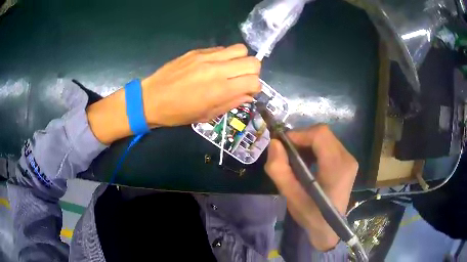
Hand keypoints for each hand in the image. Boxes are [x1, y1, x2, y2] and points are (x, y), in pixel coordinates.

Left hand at [142, 44, 260, 125]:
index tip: (247, 92)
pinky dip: (225, 57)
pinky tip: (214, 66)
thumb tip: (248, 95)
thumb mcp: (207, 115)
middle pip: (253, 61)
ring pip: (240, 49)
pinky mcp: (197, 51)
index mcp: (220, 89)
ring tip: (230, 70)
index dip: (255, 88)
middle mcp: (217, 69)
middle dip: (253, 72)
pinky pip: (221, 49)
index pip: (254, 81)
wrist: (151, 99)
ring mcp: (207, 57)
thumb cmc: (178, 113)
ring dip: (241, 60)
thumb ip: (231, 103)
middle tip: (241, 80)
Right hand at [265, 125, 357, 250]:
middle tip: (286, 154)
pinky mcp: (347, 162)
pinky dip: (314, 149)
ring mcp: (349, 159)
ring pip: (325, 138)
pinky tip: (306, 163)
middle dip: (301, 139)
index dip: (299, 134)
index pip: (320, 134)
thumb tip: (274, 143)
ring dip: (307, 144)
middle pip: (322, 134)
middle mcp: (347, 158)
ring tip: (295, 160)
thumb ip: (279, 170)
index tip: (282, 145)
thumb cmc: (311, 215)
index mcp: (337, 167)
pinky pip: (329, 145)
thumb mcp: (291, 196)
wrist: (329, 228)